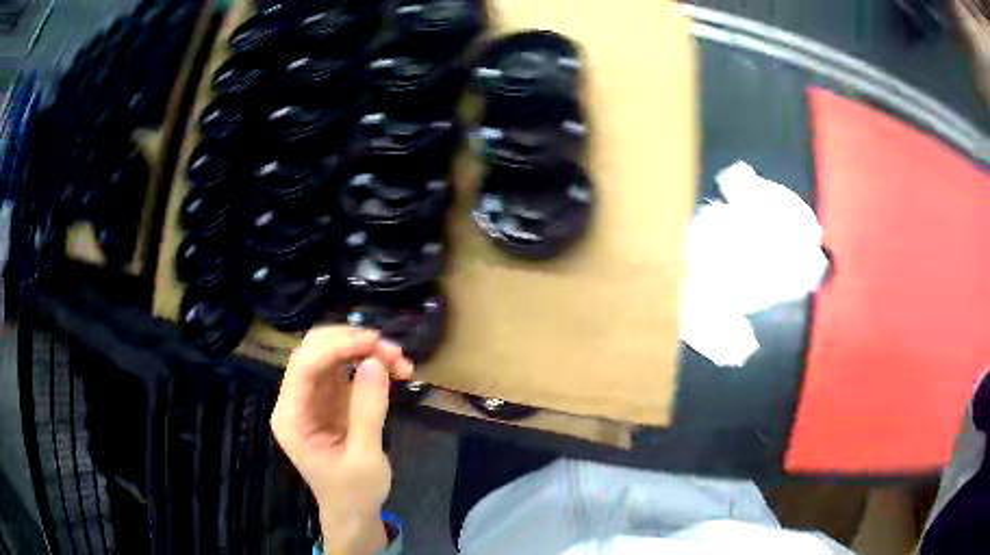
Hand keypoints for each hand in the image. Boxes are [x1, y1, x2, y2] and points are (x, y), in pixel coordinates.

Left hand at [271, 326, 413, 554]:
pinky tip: (394, 370)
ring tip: (400, 360)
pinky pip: (346, 369)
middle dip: (351, 343)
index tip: (374, 343)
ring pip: (332, 355)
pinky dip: (369, 363)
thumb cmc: (354, 492)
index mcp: (291, 418)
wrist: (353, 512)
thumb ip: (367, 410)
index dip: (336, 347)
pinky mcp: (330, 400)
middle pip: (314, 352)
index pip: (304, 366)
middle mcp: (296, 401)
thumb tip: (375, 362)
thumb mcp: (364, 457)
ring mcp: (313, 398)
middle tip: (391, 350)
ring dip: (364, 350)